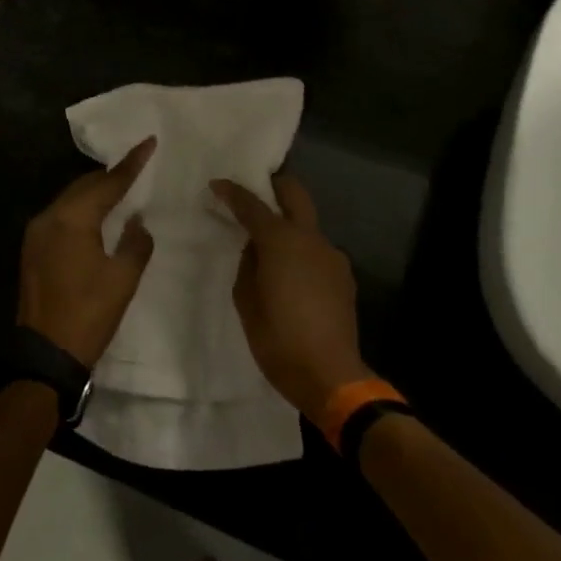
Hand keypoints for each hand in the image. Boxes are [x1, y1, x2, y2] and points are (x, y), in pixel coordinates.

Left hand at [18, 139, 156, 366]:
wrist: (45, 355)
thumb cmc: (89, 315)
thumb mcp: (123, 279)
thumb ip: (135, 243)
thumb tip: (136, 222)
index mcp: (72, 220)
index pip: (107, 183)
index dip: (131, 164)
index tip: (148, 142)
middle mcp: (49, 217)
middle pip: (84, 186)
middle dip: (110, 176)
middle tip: (137, 167)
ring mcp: (36, 233)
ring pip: (69, 199)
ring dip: (94, 192)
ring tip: (120, 188)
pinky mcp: (33, 249)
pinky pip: (60, 216)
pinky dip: (81, 209)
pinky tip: (96, 216)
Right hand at [212, 175, 368, 424]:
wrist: (330, 375)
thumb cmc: (278, 339)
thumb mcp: (247, 301)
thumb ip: (248, 265)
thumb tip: (255, 249)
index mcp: (281, 241)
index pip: (252, 205)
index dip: (232, 192)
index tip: (216, 185)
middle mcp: (310, 239)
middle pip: (295, 194)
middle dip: (275, 185)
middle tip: (255, 191)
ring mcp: (332, 255)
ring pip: (308, 225)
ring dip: (289, 224)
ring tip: (270, 248)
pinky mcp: (344, 276)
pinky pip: (317, 251)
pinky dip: (301, 251)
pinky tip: (292, 277)